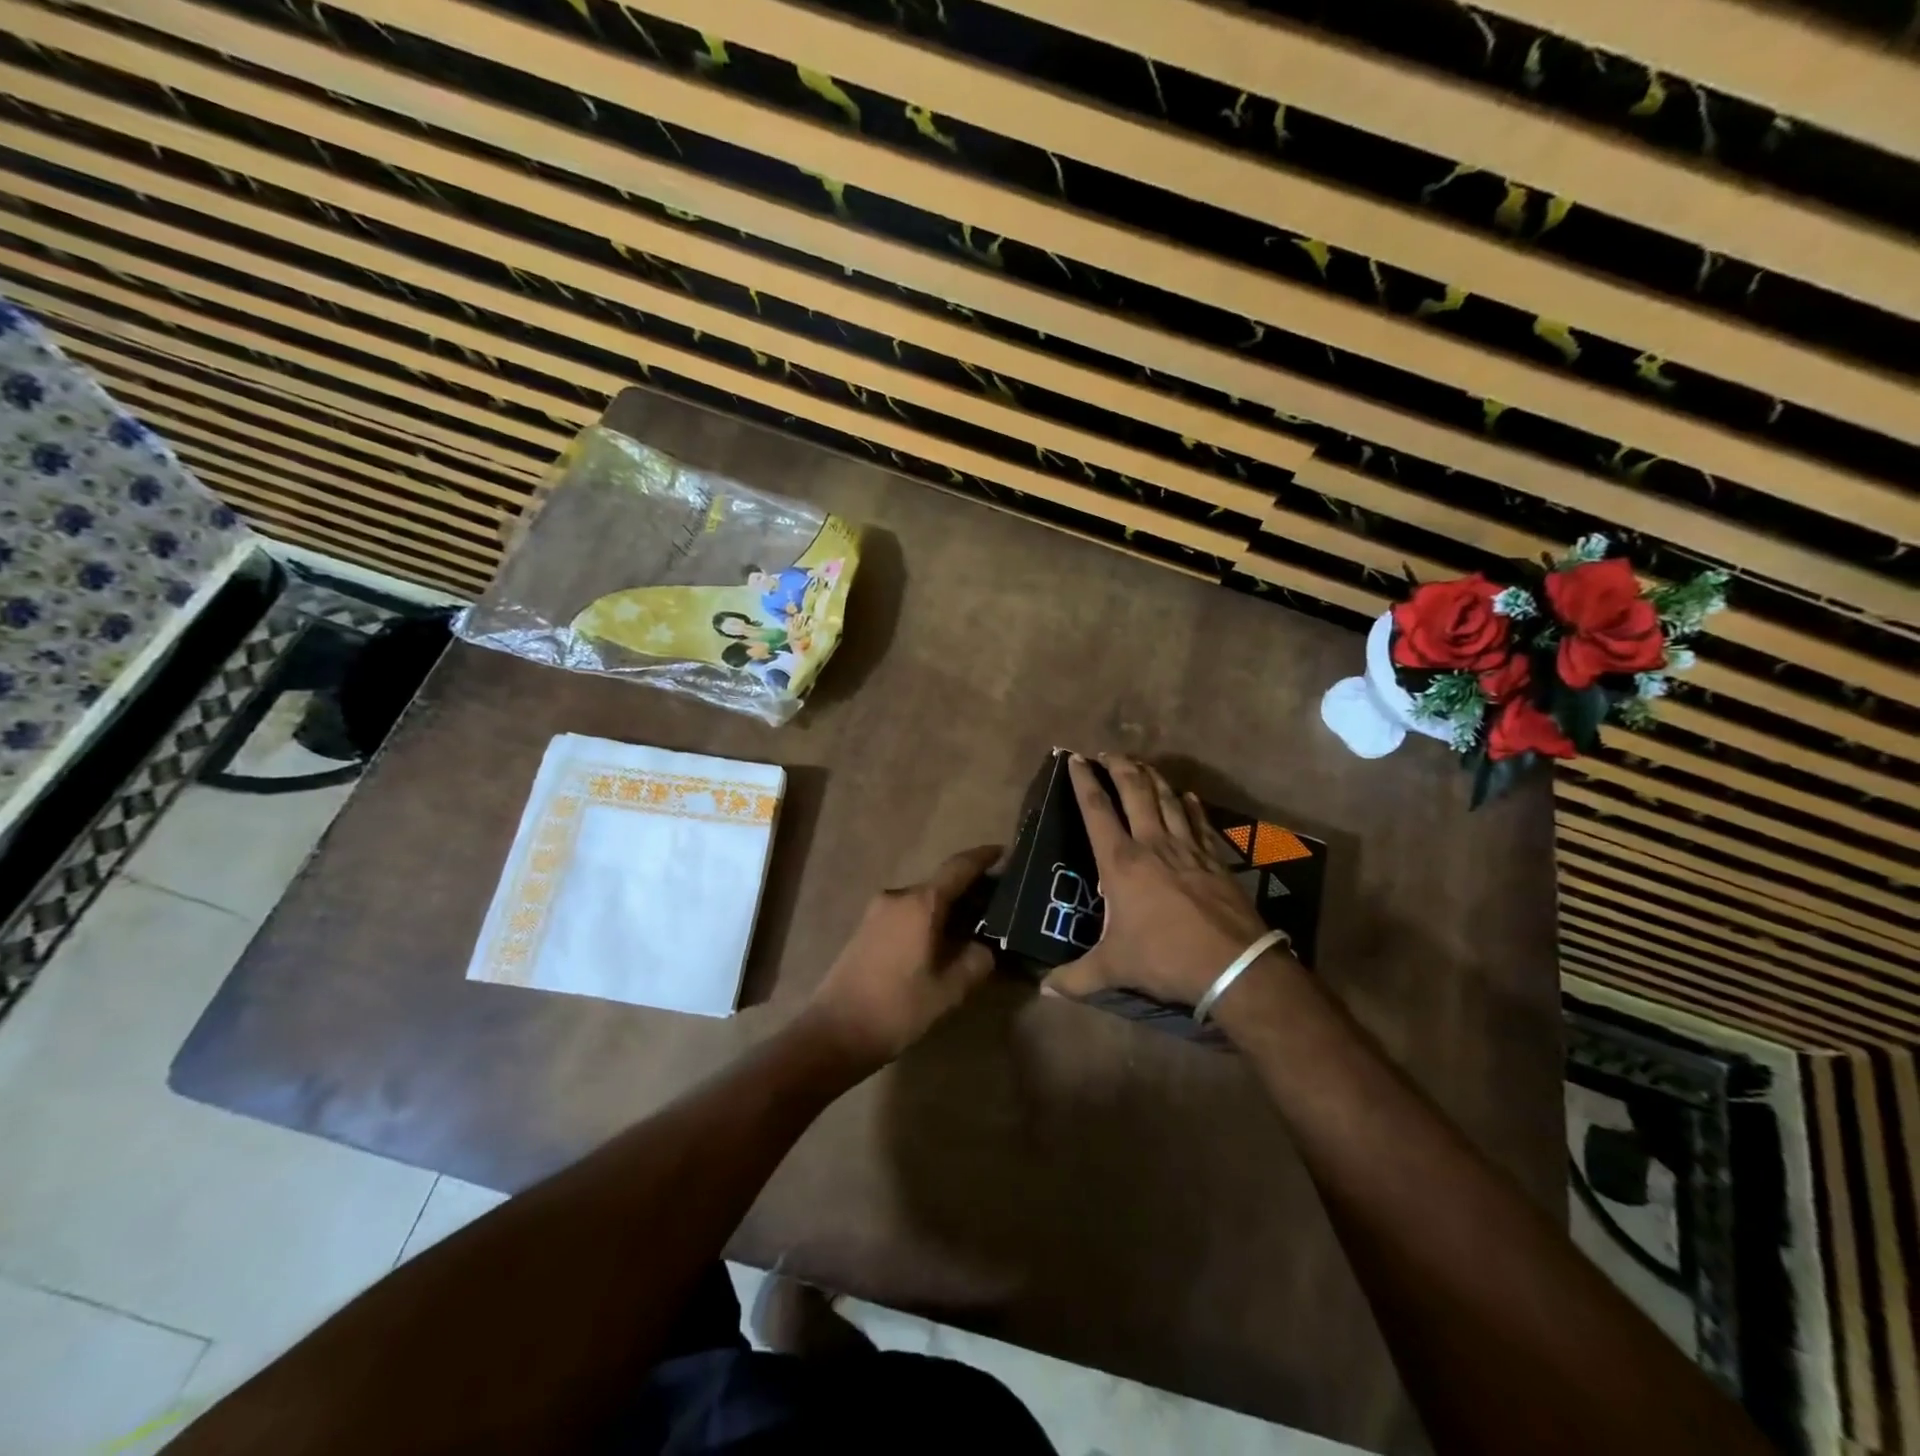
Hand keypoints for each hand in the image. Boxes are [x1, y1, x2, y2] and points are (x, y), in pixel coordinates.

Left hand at [800, 844, 999, 1070]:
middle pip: (941, 884)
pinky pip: (906, 914)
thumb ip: (976, 961)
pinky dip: (928, 920)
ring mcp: (877, 912)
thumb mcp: (949, 990)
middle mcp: (897, 897)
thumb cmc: (897, 1008)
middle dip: (970, 891)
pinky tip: (941, 943)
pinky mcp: (866, 930)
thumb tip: (986, 947)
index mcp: (920, 903)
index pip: (958, 867)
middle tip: (998, 907)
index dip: (983, 857)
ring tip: (974, 929)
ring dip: (948, 909)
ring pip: (922, 901)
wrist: (834, 1032)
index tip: (1005, 852)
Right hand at [1045, 754, 1276, 1006]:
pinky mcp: (1215, 859)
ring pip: (1168, 799)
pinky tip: (1189, 796)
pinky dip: (1192, 806)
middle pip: (1135, 791)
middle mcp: (1153, 844)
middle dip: (1119, 767)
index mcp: (1121, 862)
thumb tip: (1044, 991)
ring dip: (1153, 777)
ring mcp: (1188, 848)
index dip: (1084, 781)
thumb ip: (1075, 978)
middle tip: (1108, 753)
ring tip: (1143, 764)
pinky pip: (1201, 822)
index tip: (1075, 759)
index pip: (1097, 810)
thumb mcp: (1113, 968)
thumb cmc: (1164, 958)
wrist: (1233, 965)